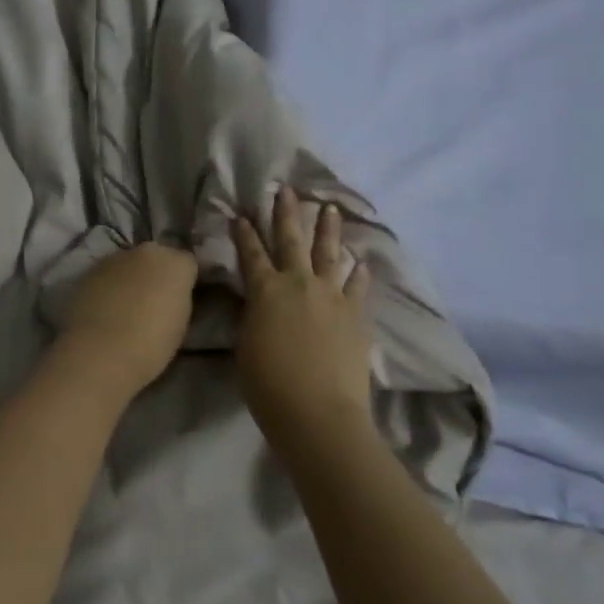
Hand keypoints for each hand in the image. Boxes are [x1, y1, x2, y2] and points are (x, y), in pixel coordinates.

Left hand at [58, 241, 199, 398]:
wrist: (100, 352)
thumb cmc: (151, 345)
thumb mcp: (180, 324)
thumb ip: (177, 299)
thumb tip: (169, 296)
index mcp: (176, 263)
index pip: (188, 263)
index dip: (184, 281)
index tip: (179, 299)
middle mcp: (147, 251)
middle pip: (157, 258)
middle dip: (156, 273)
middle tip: (153, 301)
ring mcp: (115, 257)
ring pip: (129, 264)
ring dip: (131, 278)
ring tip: (125, 307)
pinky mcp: (90, 270)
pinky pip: (107, 275)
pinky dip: (109, 286)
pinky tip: (104, 309)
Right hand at [232, 187, 374, 439]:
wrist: (318, 413)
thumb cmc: (269, 385)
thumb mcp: (245, 346)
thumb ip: (252, 317)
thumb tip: (257, 303)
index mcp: (265, 291)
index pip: (251, 253)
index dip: (244, 233)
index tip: (241, 214)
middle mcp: (298, 284)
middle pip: (291, 240)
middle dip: (285, 213)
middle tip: (286, 190)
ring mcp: (331, 297)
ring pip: (329, 254)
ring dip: (328, 229)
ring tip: (330, 208)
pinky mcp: (355, 316)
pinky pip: (358, 287)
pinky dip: (359, 273)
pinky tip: (362, 262)